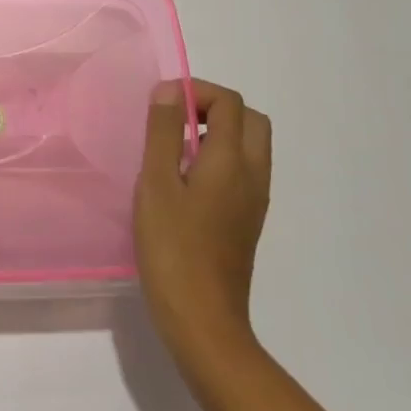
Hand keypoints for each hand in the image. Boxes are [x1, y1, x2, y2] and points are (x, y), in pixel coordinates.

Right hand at [134, 79, 272, 366]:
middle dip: (215, 107)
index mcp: (232, 161)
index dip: (197, 91)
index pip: (229, 103)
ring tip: (176, 149)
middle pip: (250, 120)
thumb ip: (163, 132)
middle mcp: (253, 175)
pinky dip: (222, 158)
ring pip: (251, 146)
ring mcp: (254, 201)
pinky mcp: (248, 221)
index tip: (162, 105)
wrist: (203, 321)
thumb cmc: (173, 248)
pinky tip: (187, 182)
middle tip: (175, 120)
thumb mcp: (156, 183)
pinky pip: (244, 171)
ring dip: (219, 132)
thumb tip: (170, 90)